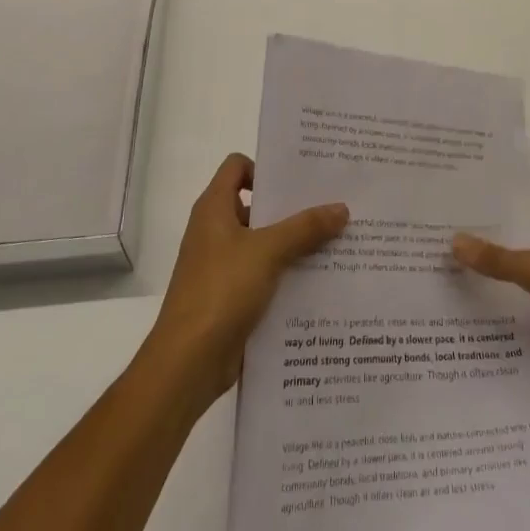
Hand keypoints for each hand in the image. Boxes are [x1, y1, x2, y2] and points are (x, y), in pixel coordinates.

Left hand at [147, 154, 348, 412]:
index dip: (265, 167)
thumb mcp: (268, 251)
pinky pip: (264, 275)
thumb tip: (341, 208)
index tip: (300, 179)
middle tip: (332, 205)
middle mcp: (215, 231)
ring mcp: (222, 266)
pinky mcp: (231, 297)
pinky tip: (320, 280)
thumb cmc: (221, 291)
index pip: (237, 167)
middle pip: (256, 205)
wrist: (188, 363)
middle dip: (291, 207)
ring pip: (264, 242)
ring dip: (294, 243)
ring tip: (336, 242)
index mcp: (214, 209)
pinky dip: (287, 274)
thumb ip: (305, 228)